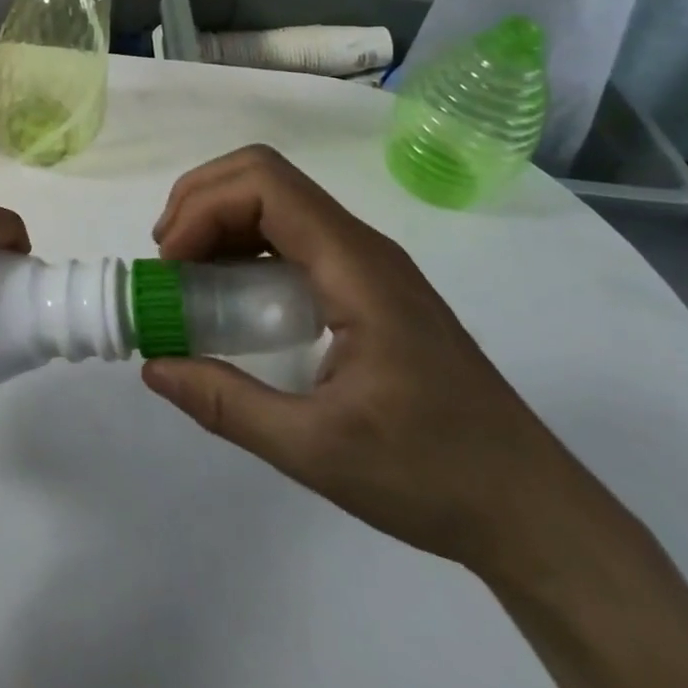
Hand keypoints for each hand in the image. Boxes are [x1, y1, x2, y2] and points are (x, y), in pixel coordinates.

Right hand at [142, 146, 608, 582]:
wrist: (533, 511)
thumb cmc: (432, 475)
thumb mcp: (317, 450)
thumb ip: (228, 404)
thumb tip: (154, 367)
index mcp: (355, 265)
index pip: (265, 184)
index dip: (203, 207)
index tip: (171, 264)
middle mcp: (359, 245)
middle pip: (263, 176)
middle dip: (201, 202)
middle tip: (167, 260)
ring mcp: (365, 261)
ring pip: (276, 199)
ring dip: (219, 219)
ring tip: (186, 275)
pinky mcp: (365, 283)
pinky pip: (291, 234)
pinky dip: (243, 244)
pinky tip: (230, 293)